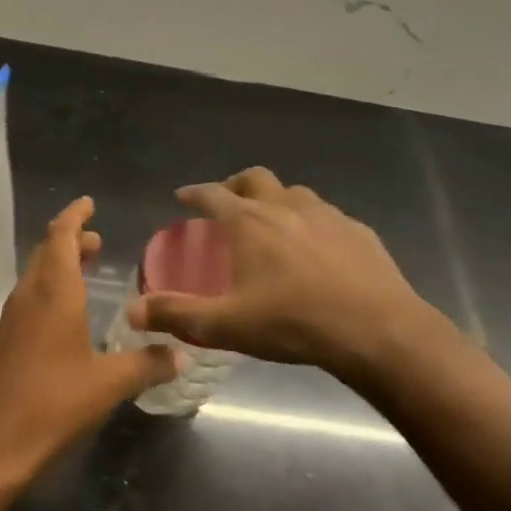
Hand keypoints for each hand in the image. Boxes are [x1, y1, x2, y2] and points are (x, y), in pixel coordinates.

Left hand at [0, 197, 176, 484]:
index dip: (74, 216)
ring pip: (37, 274)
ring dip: (60, 263)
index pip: (60, 237)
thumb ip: (146, 364)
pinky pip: (31, 297)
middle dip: (70, 239)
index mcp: (53, 292)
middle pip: (47, 251)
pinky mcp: (7, 340)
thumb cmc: (52, 404)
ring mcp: (14, 318)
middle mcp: (29, 296)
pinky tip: (69, 311)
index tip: (89, 202)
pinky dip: (52, 288)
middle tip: (97, 238)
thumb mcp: (108, 383)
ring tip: (88, 264)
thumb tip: (181, 353)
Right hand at [128, 167, 449, 381]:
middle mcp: (285, 206)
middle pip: (254, 179)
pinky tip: (317, 248)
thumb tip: (133, 312)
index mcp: (249, 222)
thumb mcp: (226, 325)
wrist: (378, 330)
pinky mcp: (358, 231)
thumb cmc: (294, 322)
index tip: (182, 197)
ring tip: (271, 223)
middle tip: (227, 204)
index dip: (193, 193)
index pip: (212, 194)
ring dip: (275, 200)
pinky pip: (327, 216)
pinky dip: (311, 222)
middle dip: (235, 185)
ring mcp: (326, 214)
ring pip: (294, 192)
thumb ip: (177, 314)